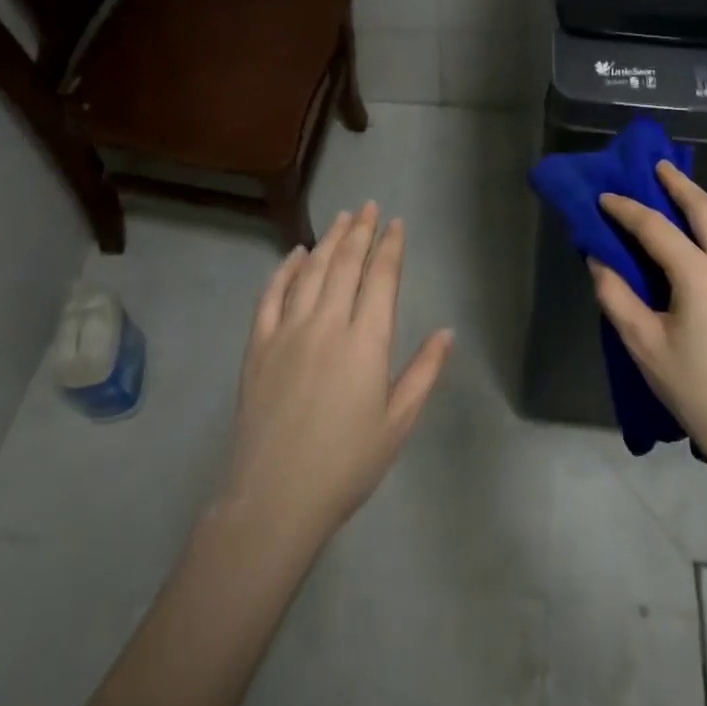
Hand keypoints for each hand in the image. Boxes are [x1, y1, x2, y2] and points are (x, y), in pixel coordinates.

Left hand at [219, 204, 453, 546]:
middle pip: (345, 263)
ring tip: (341, 218)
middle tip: (369, 206)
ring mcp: (288, 332)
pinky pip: (271, 296)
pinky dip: (284, 270)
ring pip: (311, 271)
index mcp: (366, 341)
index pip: (382, 277)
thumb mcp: (398, 423)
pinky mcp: (259, 346)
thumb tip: (447, 331)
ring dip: (327, 240)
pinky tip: (294, 254)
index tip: (396, 223)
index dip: (390, 246)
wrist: (275, 499)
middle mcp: (328, 324)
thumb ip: (424, 372)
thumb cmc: (346, 464)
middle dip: (360, 230)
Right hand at [593, 163, 706, 486]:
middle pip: (705, 209)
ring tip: (686, 199)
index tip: (603, 196)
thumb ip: (616, 297)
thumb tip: (598, 260)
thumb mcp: (644, 346)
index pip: (655, 227)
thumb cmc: (698, 391)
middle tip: (657, 165)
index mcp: (699, 274)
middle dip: (678, 183)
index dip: (626, 208)